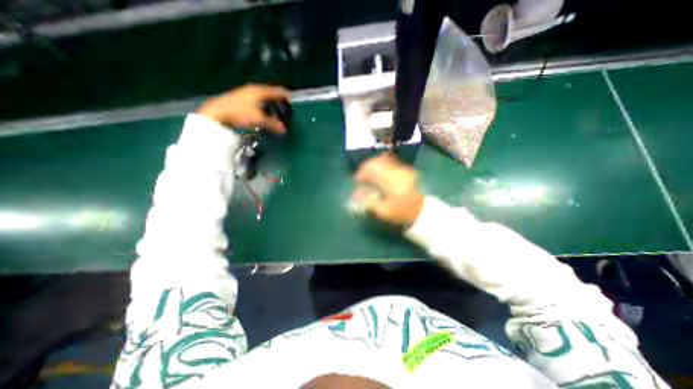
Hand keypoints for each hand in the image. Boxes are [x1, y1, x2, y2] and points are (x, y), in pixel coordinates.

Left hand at [197, 84, 290, 133]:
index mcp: (260, 91)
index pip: (277, 91)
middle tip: (287, 106)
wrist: (216, 113)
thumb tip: (284, 129)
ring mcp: (245, 94)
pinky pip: (257, 101)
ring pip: (263, 97)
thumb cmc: (240, 113)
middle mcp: (253, 90)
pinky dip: (263, 106)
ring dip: (271, 103)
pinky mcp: (240, 100)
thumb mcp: (259, 120)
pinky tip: (263, 113)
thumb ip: (273, 124)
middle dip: (279, 99)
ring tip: (277, 111)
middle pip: (270, 93)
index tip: (294, 98)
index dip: (286, 94)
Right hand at [354, 151, 425, 223]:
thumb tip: (355, 194)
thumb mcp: (382, 211)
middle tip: (362, 177)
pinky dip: (382, 165)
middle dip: (366, 167)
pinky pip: (390, 161)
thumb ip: (367, 201)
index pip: (371, 170)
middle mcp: (396, 171)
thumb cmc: (401, 212)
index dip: (361, 174)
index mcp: (390, 181)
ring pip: (383, 159)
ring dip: (374, 165)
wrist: (421, 211)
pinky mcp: (406, 169)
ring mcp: (402, 168)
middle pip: (376, 161)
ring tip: (370, 175)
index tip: (356, 181)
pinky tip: (380, 174)